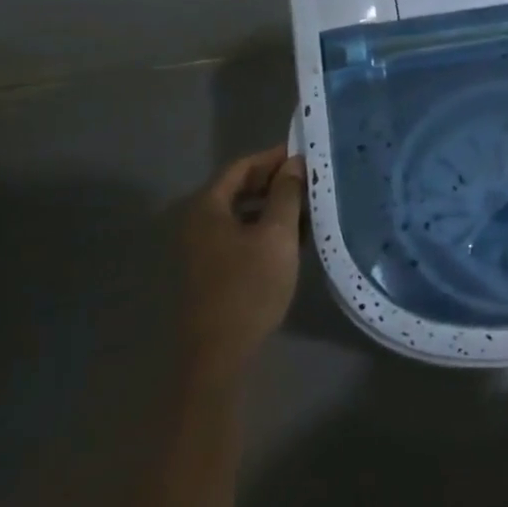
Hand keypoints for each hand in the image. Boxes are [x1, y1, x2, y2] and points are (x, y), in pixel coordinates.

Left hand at [177, 146, 305, 387]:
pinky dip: (263, 228)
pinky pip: (239, 235)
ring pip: (241, 214)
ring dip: (272, 206)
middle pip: (238, 189)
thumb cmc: (249, 286)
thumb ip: (287, 194)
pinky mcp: (211, 270)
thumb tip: (294, 163)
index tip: (303, 153)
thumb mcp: (277, 234)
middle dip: (274, 181)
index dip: (272, 157)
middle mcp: (198, 222)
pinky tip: (291, 238)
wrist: (219, 353)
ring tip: (307, 207)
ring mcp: (202, 248)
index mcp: (207, 207)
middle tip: (309, 179)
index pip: (241, 166)